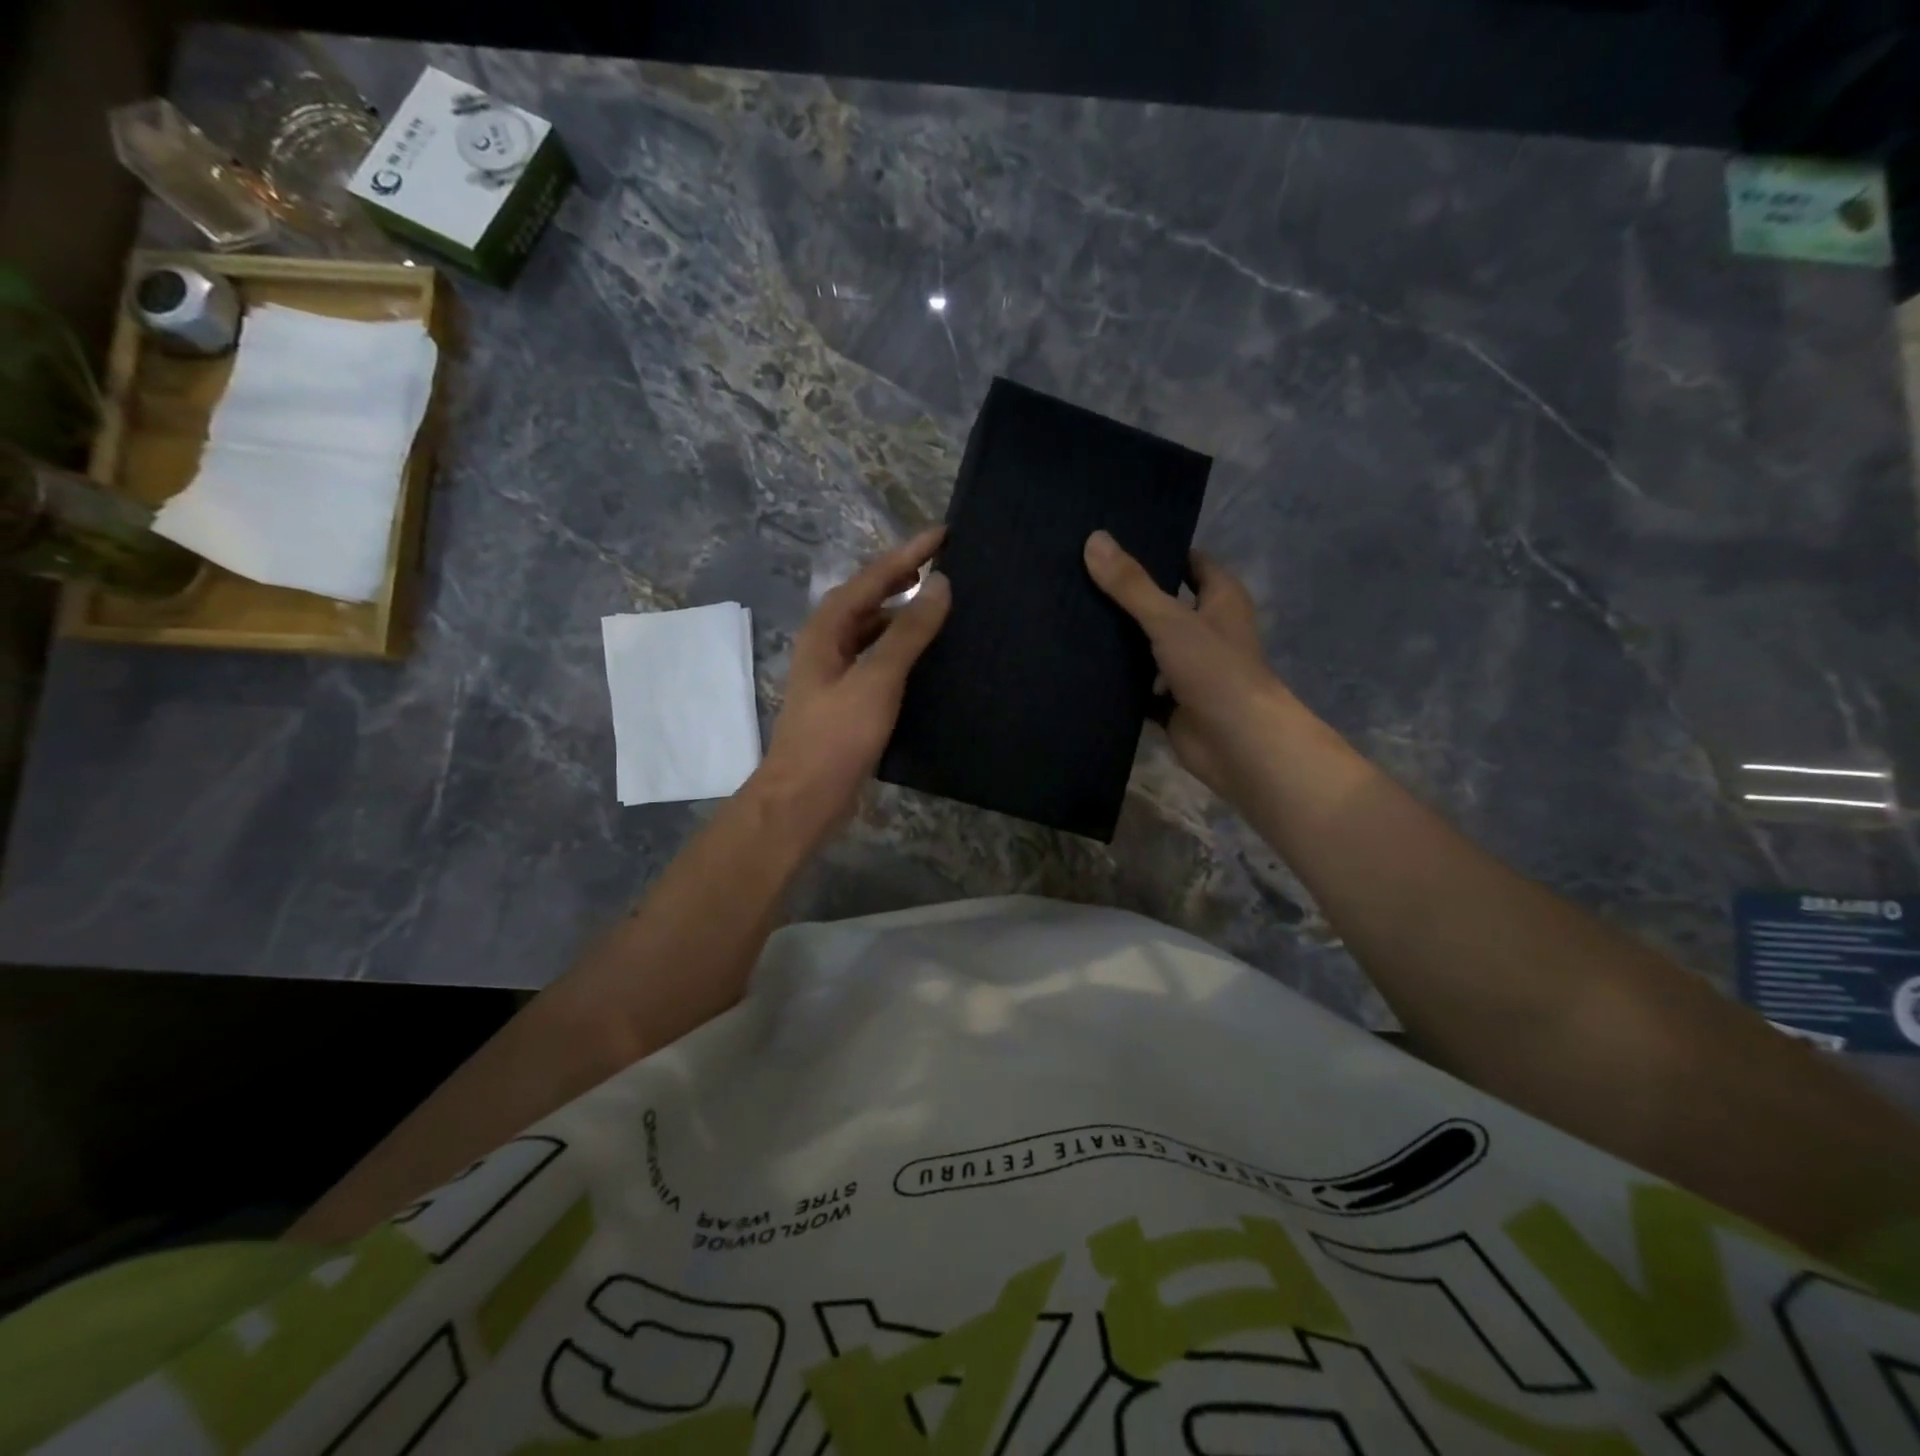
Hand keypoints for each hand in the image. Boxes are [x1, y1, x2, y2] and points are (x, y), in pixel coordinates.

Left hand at [757, 527, 951, 835]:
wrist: (805, 797)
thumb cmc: (836, 736)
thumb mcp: (876, 680)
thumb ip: (908, 632)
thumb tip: (940, 584)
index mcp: (828, 628)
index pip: (873, 577)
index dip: (909, 554)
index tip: (945, 534)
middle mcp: (829, 642)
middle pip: (869, 597)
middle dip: (904, 577)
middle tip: (946, 563)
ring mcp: (837, 672)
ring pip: (874, 629)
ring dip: (904, 613)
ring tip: (943, 603)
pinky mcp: (849, 698)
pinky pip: (879, 658)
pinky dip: (902, 648)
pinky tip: (927, 655)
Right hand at [1084, 529, 1292, 797]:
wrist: (1238, 745)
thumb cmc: (1215, 671)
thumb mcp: (1169, 619)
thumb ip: (1131, 585)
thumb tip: (1094, 539)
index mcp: (1221, 600)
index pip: (1189, 562)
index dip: (1158, 550)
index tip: (1114, 543)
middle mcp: (1207, 630)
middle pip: (1163, 604)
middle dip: (1128, 596)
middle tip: (1078, 578)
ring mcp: (1189, 669)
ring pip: (1148, 647)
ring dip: (1118, 640)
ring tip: (1070, 616)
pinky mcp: (1172, 703)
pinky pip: (1138, 687)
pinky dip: (1117, 681)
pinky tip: (1081, 666)